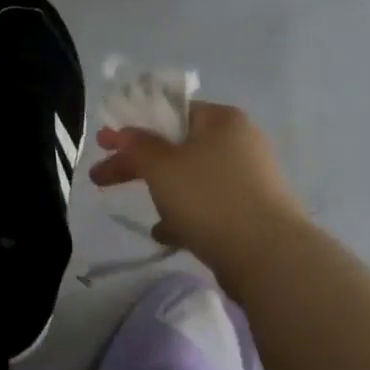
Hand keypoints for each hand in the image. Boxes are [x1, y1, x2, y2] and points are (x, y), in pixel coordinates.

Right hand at [89, 101, 308, 280]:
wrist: (268, 256)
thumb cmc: (209, 198)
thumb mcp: (162, 167)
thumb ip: (137, 146)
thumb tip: (123, 133)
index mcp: (222, 120)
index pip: (172, 112)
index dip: (134, 127)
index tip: (104, 145)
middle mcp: (240, 143)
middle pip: (178, 148)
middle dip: (139, 165)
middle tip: (101, 179)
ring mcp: (250, 179)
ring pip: (193, 180)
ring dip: (165, 194)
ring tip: (147, 216)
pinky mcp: (253, 212)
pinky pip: (209, 207)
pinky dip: (186, 216)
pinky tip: (167, 235)